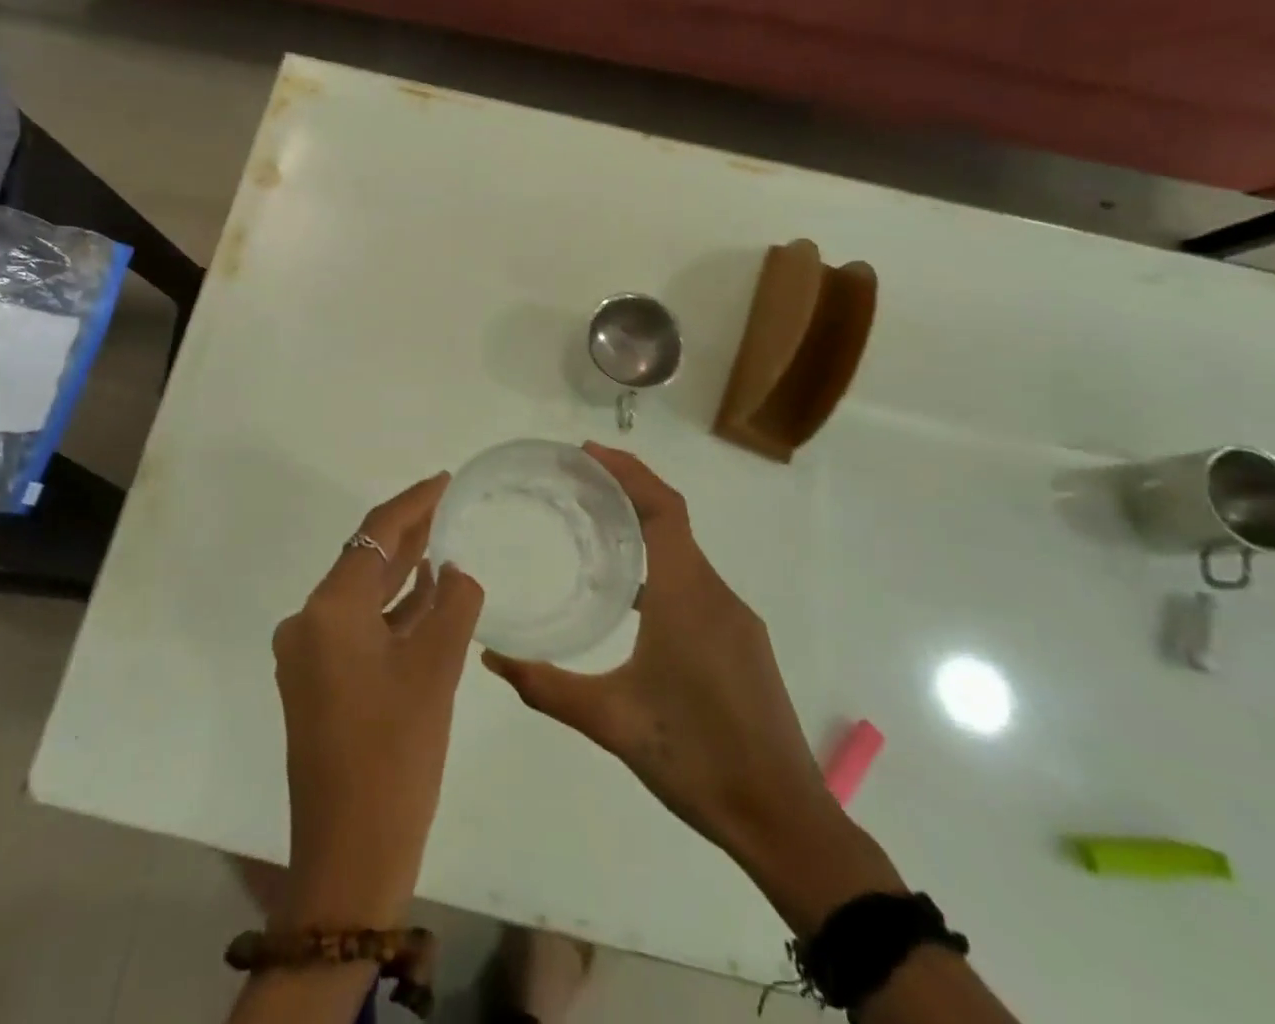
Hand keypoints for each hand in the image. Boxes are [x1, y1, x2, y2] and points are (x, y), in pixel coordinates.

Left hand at [271, 473, 484, 930]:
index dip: (413, 502)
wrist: (350, 855)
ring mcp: (309, 655)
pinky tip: (426, 598)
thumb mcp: (436, 671)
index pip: (375, 534)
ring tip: (444, 542)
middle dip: (408, 532)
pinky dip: (391, 611)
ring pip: (362, 595)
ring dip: (402, 572)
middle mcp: (308, 622)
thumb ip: (454, 605)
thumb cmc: (395, 754)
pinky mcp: (317, 683)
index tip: (445, 478)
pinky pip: (357, 627)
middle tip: (448, 502)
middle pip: (364, 560)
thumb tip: (456, 572)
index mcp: (328, 610)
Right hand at [483, 444, 895, 928]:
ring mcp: (735, 618)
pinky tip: (632, 595)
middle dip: (627, 490)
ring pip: (685, 552)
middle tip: (576, 482)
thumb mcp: (610, 722)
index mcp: (688, 595)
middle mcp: (716, 593)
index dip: (627, 471)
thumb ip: (546, 687)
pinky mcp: (742, 642)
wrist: (784, 820)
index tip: (585, 453)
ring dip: (644, 528)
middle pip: (673, 519)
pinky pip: (696, 581)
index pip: (663, 507)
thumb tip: (491, 658)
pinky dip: (661, 564)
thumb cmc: (695, 758)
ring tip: (594, 528)